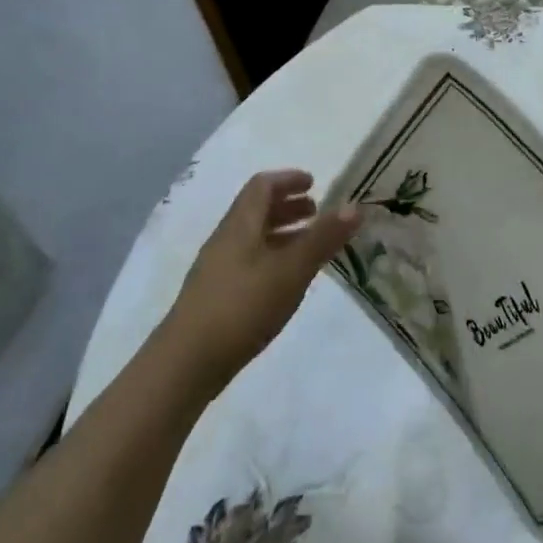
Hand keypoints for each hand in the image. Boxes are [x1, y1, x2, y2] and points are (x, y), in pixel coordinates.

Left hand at [159, 171, 358, 398]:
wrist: (187, 363)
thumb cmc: (243, 306)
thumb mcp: (291, 270)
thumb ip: (323, 238)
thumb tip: (355, 206)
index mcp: (240, 225)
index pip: (262, 186)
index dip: (288, 179)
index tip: (315, 183)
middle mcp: (226, 240)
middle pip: (257, 210)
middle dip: (288, 206)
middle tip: (318, 213)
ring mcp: (218, 269)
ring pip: (253, 238)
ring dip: (282, 233)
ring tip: (310, 247)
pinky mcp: (217, 296)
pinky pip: (250, 261)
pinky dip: (274, 257)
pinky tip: (287, 281)